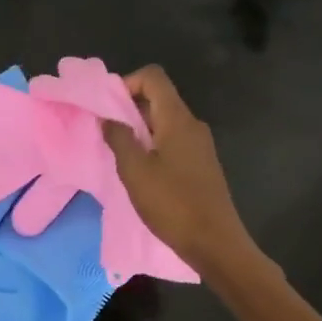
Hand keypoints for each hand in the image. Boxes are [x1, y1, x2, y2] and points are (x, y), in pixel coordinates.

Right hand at [101, 66, 253, 274]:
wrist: (215, 244)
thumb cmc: (172, 204)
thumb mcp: (135, 171)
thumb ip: (118, 138)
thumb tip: (108, 118)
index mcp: (177, 119)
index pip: (153, 77)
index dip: (126, 83)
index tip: (107, 108)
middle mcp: (192, 124)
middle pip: (158, 98)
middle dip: (128, 108)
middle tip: (106, 133)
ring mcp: (199, 145)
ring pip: (164, 121)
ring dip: (138, 129)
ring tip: (119, 154)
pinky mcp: (200, 164)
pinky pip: (172, 140)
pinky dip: (152, 145)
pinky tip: (140, 171)